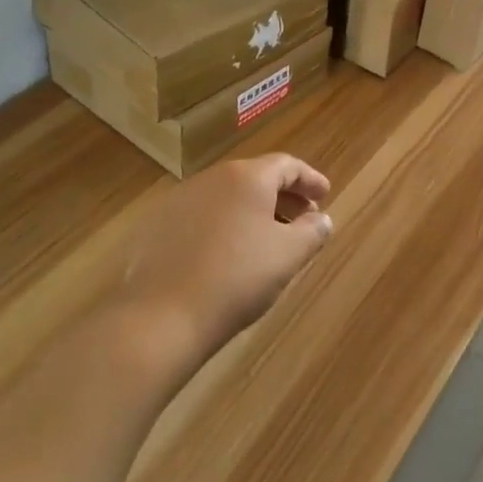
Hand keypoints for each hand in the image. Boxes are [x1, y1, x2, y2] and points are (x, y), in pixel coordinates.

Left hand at [118, 154, 333, 360]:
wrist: (161, 316)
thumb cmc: (237, 278)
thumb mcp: (288, 256)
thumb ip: (312, 232)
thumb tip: (321, 219)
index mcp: (247, 177)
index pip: (287, 165)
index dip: (310, 179)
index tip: (325, 195)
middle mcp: (212, 177)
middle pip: (256, 177)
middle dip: (283, 196)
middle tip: (302, 219)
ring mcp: (180, 200)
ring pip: (227, 197)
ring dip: (252, 211)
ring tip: (267, 239)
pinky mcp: (157, 226)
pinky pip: (202, 216)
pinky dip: (223, 225)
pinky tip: (227, 254)